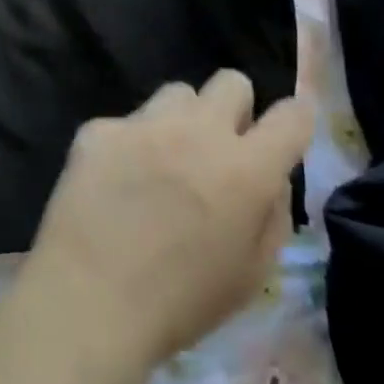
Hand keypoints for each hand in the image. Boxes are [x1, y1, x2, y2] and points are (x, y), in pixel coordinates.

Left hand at [22, 73, 316, 368]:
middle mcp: (198, 131)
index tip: (283, 136)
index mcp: (246, 168)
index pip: (292, 116)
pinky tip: (114, 181)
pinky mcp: (99, 129)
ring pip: (177, 94)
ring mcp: (143, 124)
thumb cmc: (181, 302)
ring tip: (163, 161)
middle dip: (234, 109)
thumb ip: (272, 214)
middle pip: (231, 82)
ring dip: (181, 120)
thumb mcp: (253, 274)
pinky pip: (126, 121)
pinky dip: (128, 144)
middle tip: (218, 149)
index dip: (294, 122)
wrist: (89, 299)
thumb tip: (270, 177)